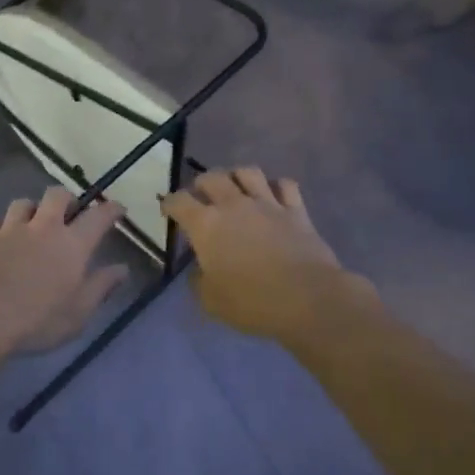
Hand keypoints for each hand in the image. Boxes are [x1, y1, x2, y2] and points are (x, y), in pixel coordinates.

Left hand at [0, 187, 128, 359]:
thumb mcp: (78, 313)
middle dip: (67, 199)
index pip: (98, 217)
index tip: (118, 209)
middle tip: (71, 213)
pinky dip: (0, 228)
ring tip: (33, 223)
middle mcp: (42, 228)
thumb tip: (122, 269)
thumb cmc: (37, 321)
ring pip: (22, 204)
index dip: (111, 209)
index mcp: (71, 245)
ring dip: (32, 209)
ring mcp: (8, 230)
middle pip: (57, 196)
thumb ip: (100, 287)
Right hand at [161, 169, 366, 346]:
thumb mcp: (210, 300)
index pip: (178, 201)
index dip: (169, 203)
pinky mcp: (296, 210)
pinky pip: (285, 185)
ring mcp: (267, 203)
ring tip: (236, 188)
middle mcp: (233, 205)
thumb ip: (199, 280)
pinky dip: (276, 186)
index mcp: (206, 224)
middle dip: (201, 184)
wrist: (307, 299)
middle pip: (212, 177)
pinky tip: (274, 195)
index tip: (168, 210)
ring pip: (248, 172)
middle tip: (202, 197)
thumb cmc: (251, 302)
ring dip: (237, 176)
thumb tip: (201, 269)